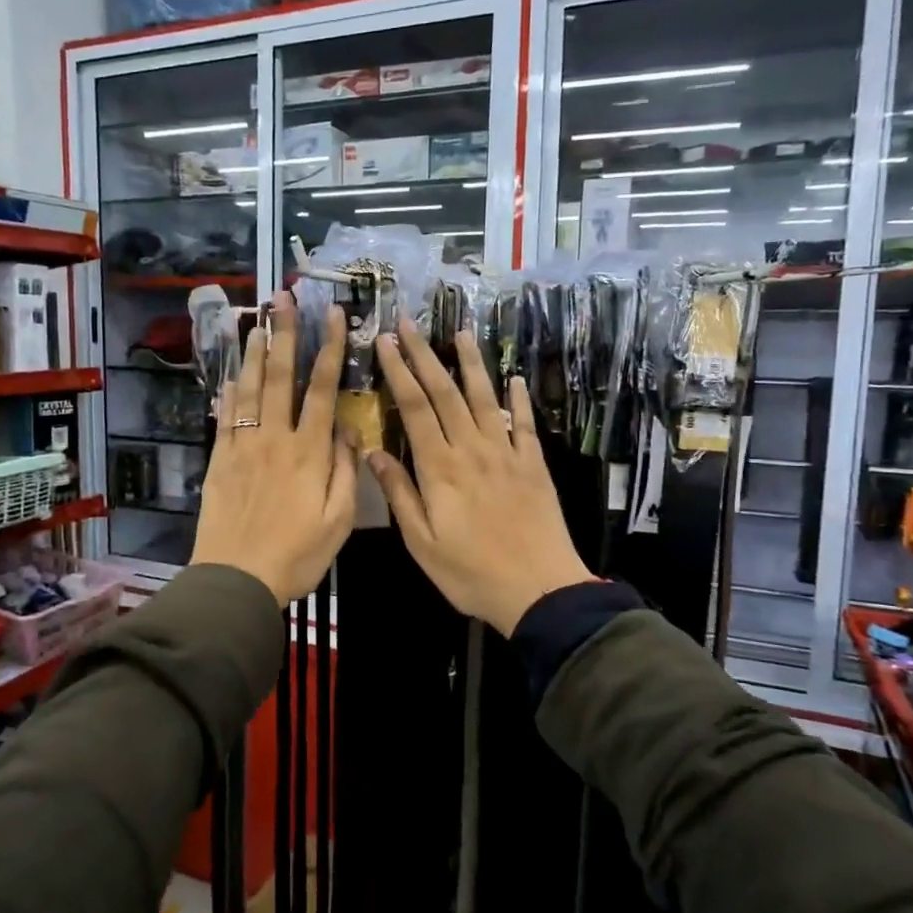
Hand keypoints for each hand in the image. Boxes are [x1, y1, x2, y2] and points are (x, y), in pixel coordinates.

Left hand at [191, 291, 356, 605]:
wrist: (236, 580)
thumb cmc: (297, 555)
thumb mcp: (339, 521)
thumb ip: (346, 472)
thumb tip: (349, 432)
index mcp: (309, 452)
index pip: (323, 390)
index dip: (330, 350)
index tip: (335, 316)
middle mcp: (275, 440)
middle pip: (279, 378)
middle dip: (284, 334)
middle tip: (283, 299)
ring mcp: (243, 448)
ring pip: (248, 391)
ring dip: (253, 354)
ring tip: (256, 323)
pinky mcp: (219, 462)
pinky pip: (225, 419)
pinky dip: (228, 394)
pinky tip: (229, 377)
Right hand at [366, 320, 593, 635]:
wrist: (539, 590)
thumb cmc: (471, 573)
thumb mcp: (422, 542)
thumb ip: (399, 494)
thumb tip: (372, 451)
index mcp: (439, 468)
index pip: (414, 408)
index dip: (398, 371)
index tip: (385, 342)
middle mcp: (472, 449)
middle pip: (444, 392)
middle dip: (424, 354)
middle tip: (409, 322)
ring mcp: (506, 453)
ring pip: (484, 398)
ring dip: (470, 363)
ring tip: (460, 332)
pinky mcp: (533, 465)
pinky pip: (523, 424)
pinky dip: (517, 399)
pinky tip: (513, 379)